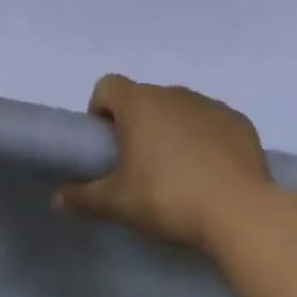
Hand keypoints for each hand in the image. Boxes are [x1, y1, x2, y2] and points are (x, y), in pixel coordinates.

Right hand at [54, 76, 277, 253]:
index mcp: (138, 103)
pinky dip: (206, 139)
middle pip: (144, 99)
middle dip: (138, 124)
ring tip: (178, 172)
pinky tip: (212, 173)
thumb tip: (58, 197)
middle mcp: (173, 93)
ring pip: (180, 109)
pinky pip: (212, 123)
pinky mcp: (239, 121)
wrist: (238, 211)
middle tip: (139, 165)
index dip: (100, 109)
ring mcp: (209, 104)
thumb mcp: (118, 203)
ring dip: (173, 129)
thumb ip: (84, 197)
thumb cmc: (168, 198)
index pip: (107, 86)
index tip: (107, 143)